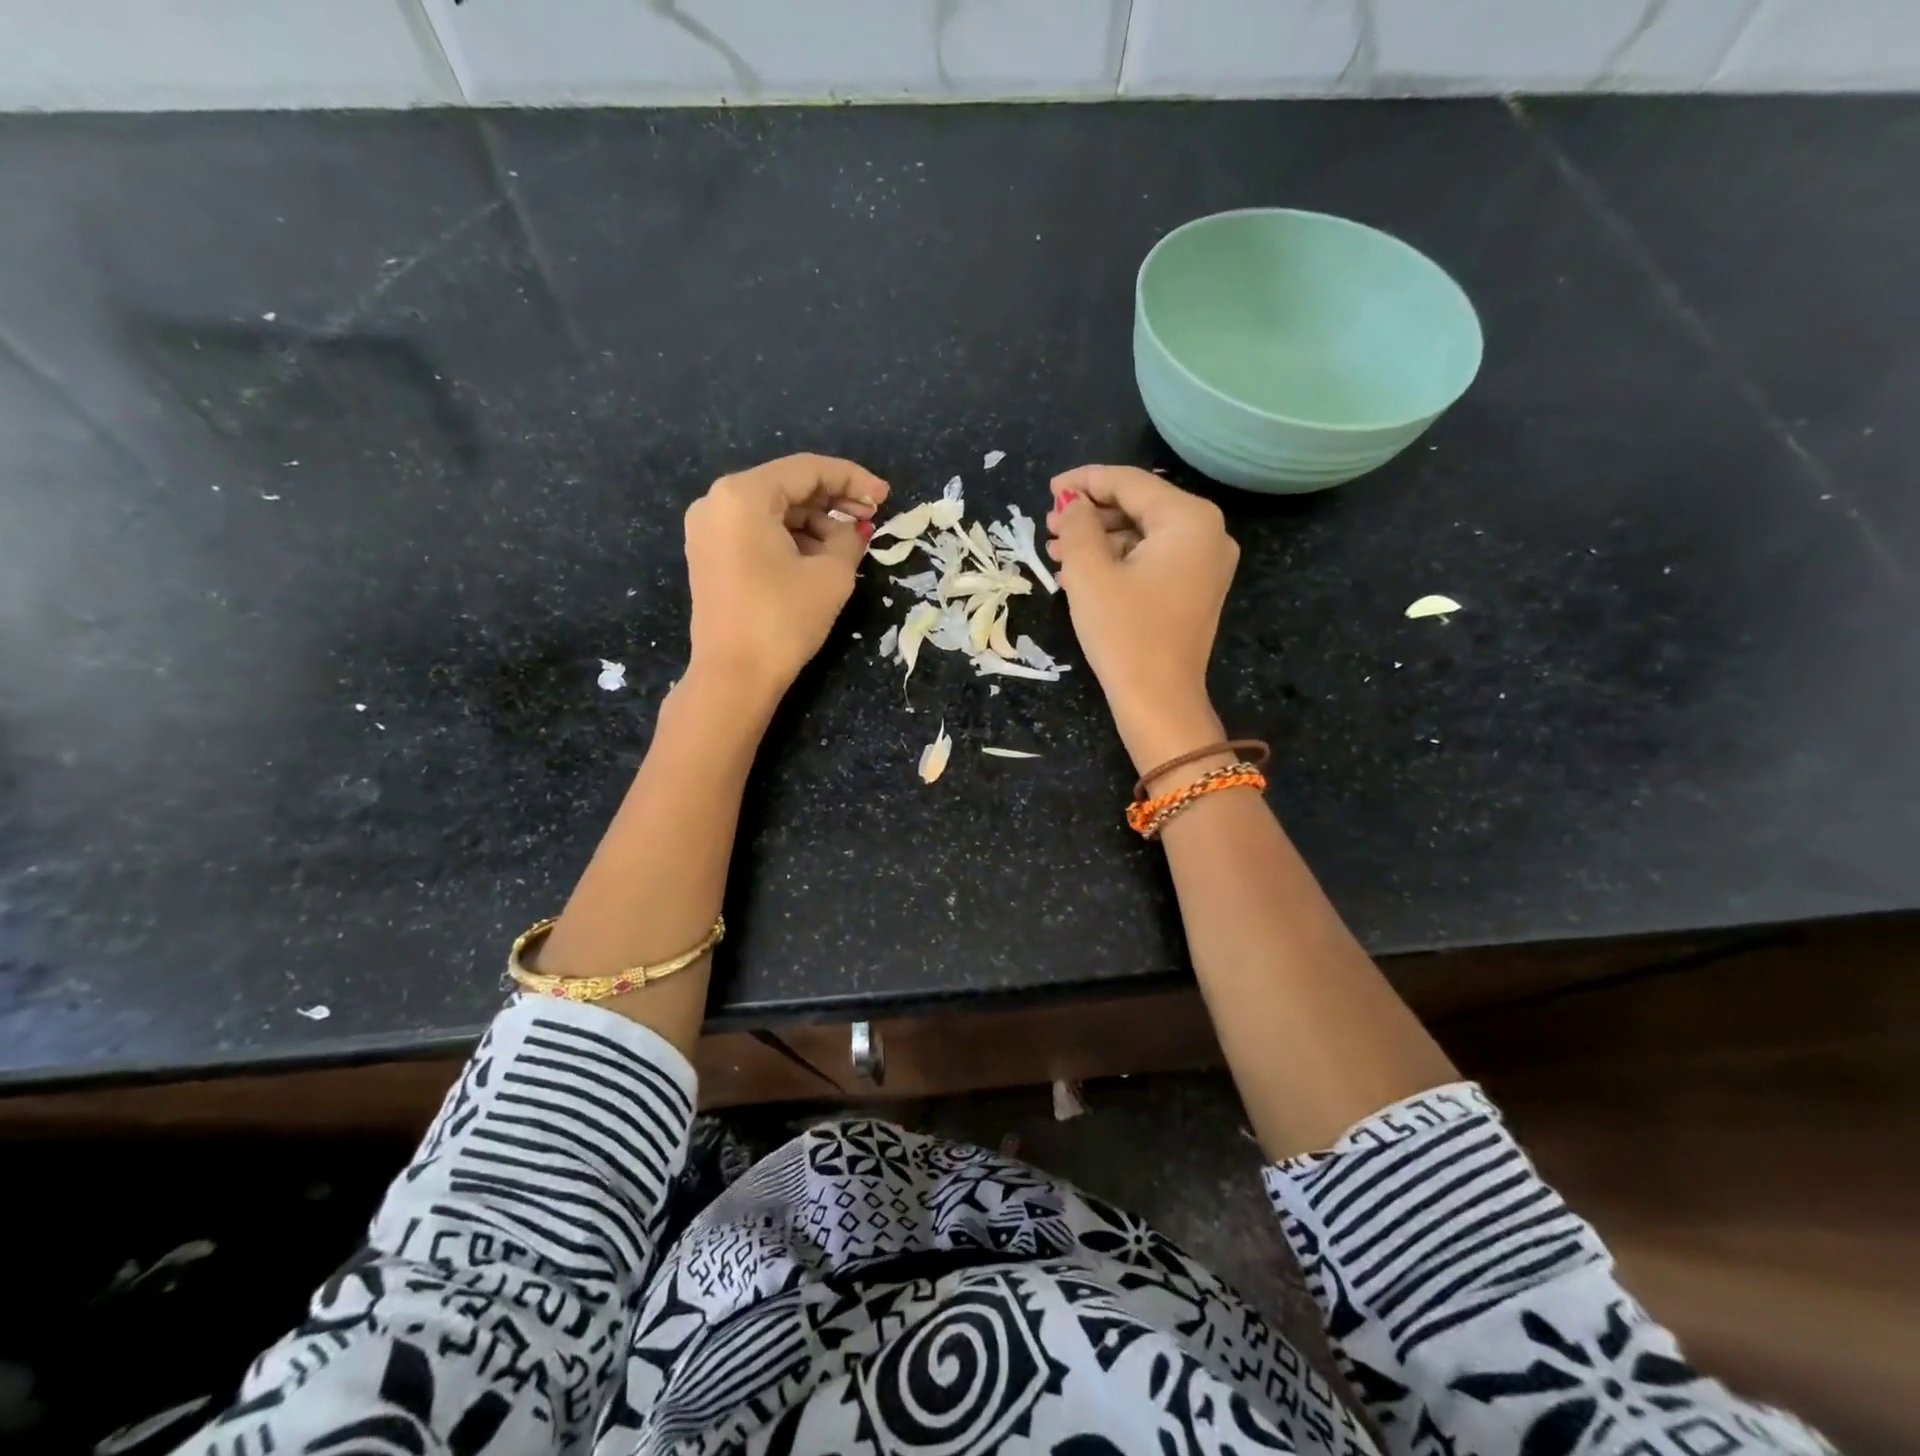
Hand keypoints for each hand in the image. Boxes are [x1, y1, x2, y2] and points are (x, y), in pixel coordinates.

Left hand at [684, 453, 889, 703]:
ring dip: (814, 523)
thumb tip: (854, 529)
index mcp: (743, 494)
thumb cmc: (783, 619)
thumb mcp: (831, 575)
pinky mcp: (709, 557)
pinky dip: (790, 539)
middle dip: (833, 501)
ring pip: (772, 511)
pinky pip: (756, 532)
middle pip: (787, 487)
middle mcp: (717, 501)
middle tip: (871, 520)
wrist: (734, 677)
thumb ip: (849, 538)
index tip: (886, 499)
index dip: (853, 480)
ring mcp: (708, 530)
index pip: (808, 470)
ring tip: (849, 546)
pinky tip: (819, 557)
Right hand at [1046, 465, 1238, 771]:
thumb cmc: (1124, 632)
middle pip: (1140, 506)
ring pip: (1144, 534)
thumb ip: (1077, 525)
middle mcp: (1208, 533)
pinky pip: (1154, 559)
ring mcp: (1206, 563)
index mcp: (1189, 519)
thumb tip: (1072, 503)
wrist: (1159, 700)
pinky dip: (1119, 560)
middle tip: (1049, 525)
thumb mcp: (1089, 572)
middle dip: (1091, 513)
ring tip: (1057, 551)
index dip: (1085, 481)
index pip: (1130, 483)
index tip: (1049, 489)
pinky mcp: (1196, 589)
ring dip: (1100, 538)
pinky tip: (1082, 572)